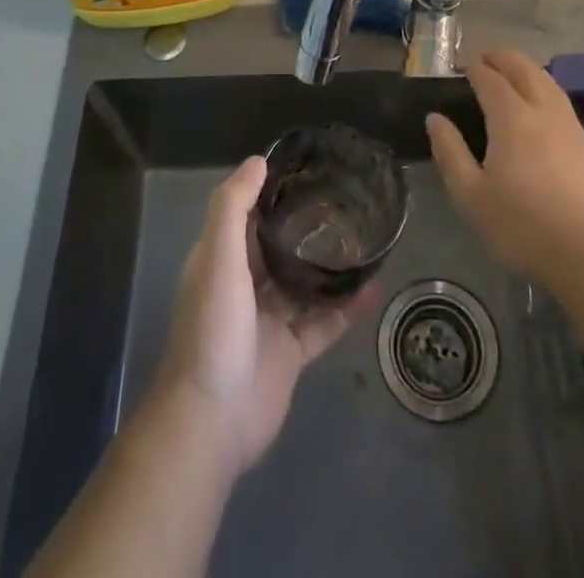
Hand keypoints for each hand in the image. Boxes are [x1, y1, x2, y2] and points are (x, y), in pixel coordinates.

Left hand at [152, 157, 364, 478]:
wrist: (211, 422)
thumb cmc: (212, 329)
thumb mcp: (217, 258)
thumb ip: (233, 207)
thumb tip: (259, 160)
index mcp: (223, 260)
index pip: (249, 214)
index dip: (273, 190)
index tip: (307, 168)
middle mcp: (245, 285)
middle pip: (280, 246)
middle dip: (308, 226)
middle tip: (346, 200)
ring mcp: (269, 321)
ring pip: (305, 283)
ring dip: (330, 266)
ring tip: (364, 238)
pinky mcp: (292, 353)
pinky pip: (324, 322)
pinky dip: (346, 307)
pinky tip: (372, 287)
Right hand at [426, 47, 583, 284]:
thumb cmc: (521, 226)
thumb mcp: (471, 195)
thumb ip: (450, 152)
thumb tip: (435, 118)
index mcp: (511, 117)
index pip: (490, 79)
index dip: (474, 69)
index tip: (462, 69)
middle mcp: (543, 110)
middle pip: (524, 69)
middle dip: (503, 58)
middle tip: (486, 59)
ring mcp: (570, 125)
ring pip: (548, 82)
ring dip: (527, 70)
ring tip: (514, 74)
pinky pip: (562, 102)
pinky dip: (546, 90)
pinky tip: (543, 108)